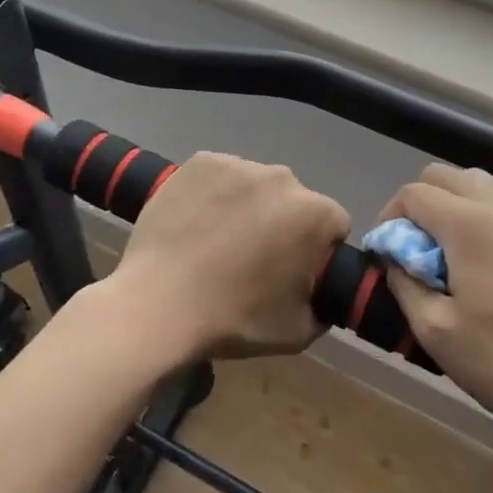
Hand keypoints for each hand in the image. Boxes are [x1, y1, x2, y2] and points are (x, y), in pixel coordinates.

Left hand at [106, 152, 349, 363]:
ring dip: (248, 206)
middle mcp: (282, 177)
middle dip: (282, 224)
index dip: (318, 250)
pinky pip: (221, 176)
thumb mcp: (298, 331)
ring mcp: (238, 164)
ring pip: (256, 186)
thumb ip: (323, 306)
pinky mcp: (201, 161)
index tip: (294, 272)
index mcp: (314, 214)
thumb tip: (318, 291)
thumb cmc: (233, 319)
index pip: (334, 225)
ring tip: (218, 242)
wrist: (159, 303)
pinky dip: (215, 194)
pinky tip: (196, 223)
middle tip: (252, 259)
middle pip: (294, 201)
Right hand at [380, 164, 492, 463]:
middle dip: (419, 203)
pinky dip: (481, 223)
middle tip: (413, 250)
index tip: (387, 255)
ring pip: (479, 188)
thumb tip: (396, 259)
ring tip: (446, 259)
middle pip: (447, 176)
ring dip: (452, 209)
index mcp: (469, 224)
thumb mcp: (436, 332)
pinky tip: (483, 274)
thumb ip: (405, 284)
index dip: (389, 218)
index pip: (413, 193)